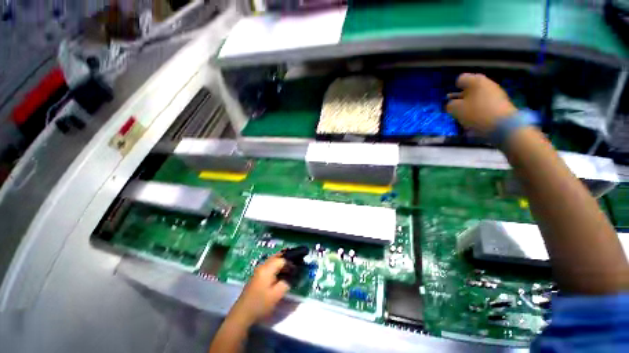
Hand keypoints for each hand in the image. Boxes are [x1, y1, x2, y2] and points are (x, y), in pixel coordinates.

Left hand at [228, 255, 290, 325]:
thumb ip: (286, 283)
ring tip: (289, 268)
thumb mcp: (276, 295)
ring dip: (281, 262)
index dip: (291, 263)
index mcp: (267, 268)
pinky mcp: (257, 276)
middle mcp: (262, 266)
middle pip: (276, 256)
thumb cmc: (260, 304)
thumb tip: (291, 277)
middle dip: (286, 258)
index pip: (282, 259)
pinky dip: (276, 266)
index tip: (297, 269)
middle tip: (295, 263)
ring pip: (272, 261)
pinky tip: (280, 273)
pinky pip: (269, 266)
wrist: (242, 314)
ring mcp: (258, 271)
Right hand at [446, 73, 516, 134]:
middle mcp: (486, 83)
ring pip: (477, 96)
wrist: (503, 124)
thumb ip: (450, 105)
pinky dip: (478, 109)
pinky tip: (475, 118)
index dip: (454, 88)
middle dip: (462, 97)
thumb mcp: (456, 109)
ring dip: (469, 104)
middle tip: (456, 107)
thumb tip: (451, 104)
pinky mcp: (501, 102)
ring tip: (464, 115)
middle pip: (470, 88)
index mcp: (475, 81)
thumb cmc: (475, 113)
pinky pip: (485, 103)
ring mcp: (495, 92)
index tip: (451, 98)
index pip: (460, 79)